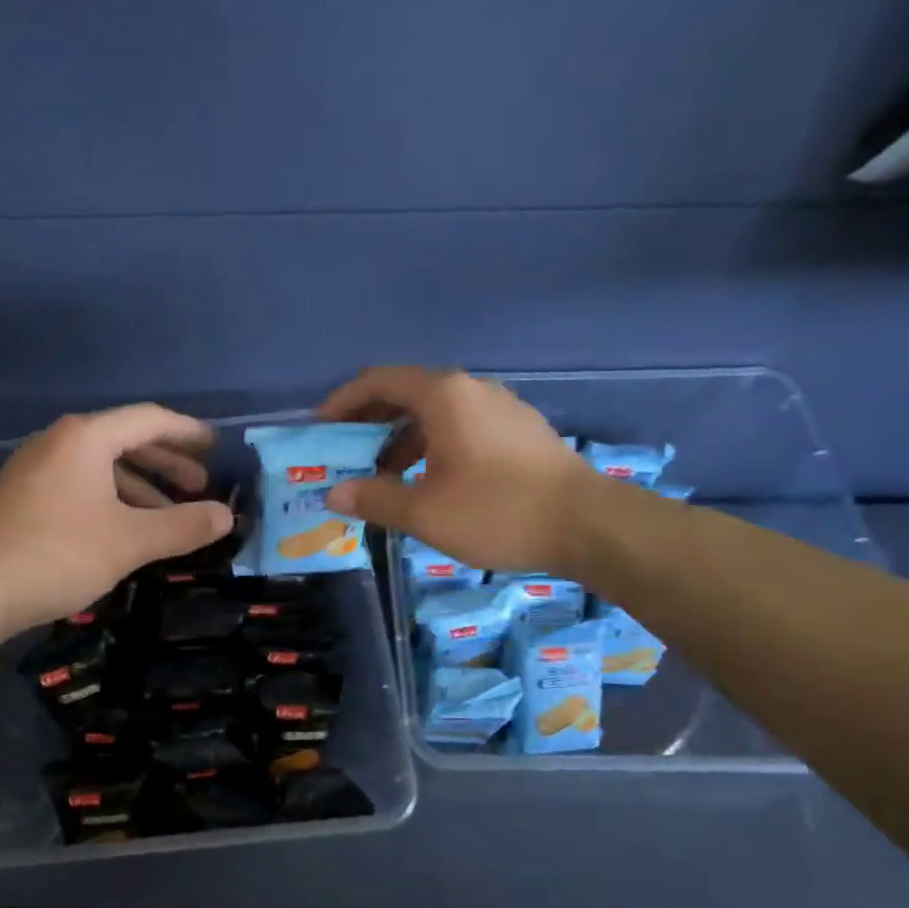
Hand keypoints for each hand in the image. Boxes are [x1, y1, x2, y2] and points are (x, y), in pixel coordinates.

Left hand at [0, 405, 233, 636]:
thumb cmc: (58, 554)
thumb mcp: (130, 541)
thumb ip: (182, 526)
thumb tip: (227, 516)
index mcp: (86, 438)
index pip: (149, 420)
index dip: (187, 432)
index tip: (215, 447)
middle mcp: (59, 443)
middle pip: (124, 440)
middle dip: (166, 463)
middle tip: (199, 485)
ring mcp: (36, 470)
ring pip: (101, 468)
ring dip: (140, 487)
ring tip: (169, 515)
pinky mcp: (24, 498)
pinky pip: (81, 486)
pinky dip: (112, 500)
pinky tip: (125, 530)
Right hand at [318, 367, 600, 574]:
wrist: (588, 525)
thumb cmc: (497, 511)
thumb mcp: (424, 512)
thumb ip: (374, 499)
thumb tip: (334, 494)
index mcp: (443, 396)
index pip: (378, 382)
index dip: (343, 402)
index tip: (320, 430)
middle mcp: (471, 390)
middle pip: (406, 394)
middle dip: (369, 423)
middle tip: (344, 454)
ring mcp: (500, 409)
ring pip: (435, 414)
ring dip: (401, 440)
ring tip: (383, 478)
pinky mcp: (519, 432)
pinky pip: (460, 428)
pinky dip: (432, 447)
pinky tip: (428, 483)